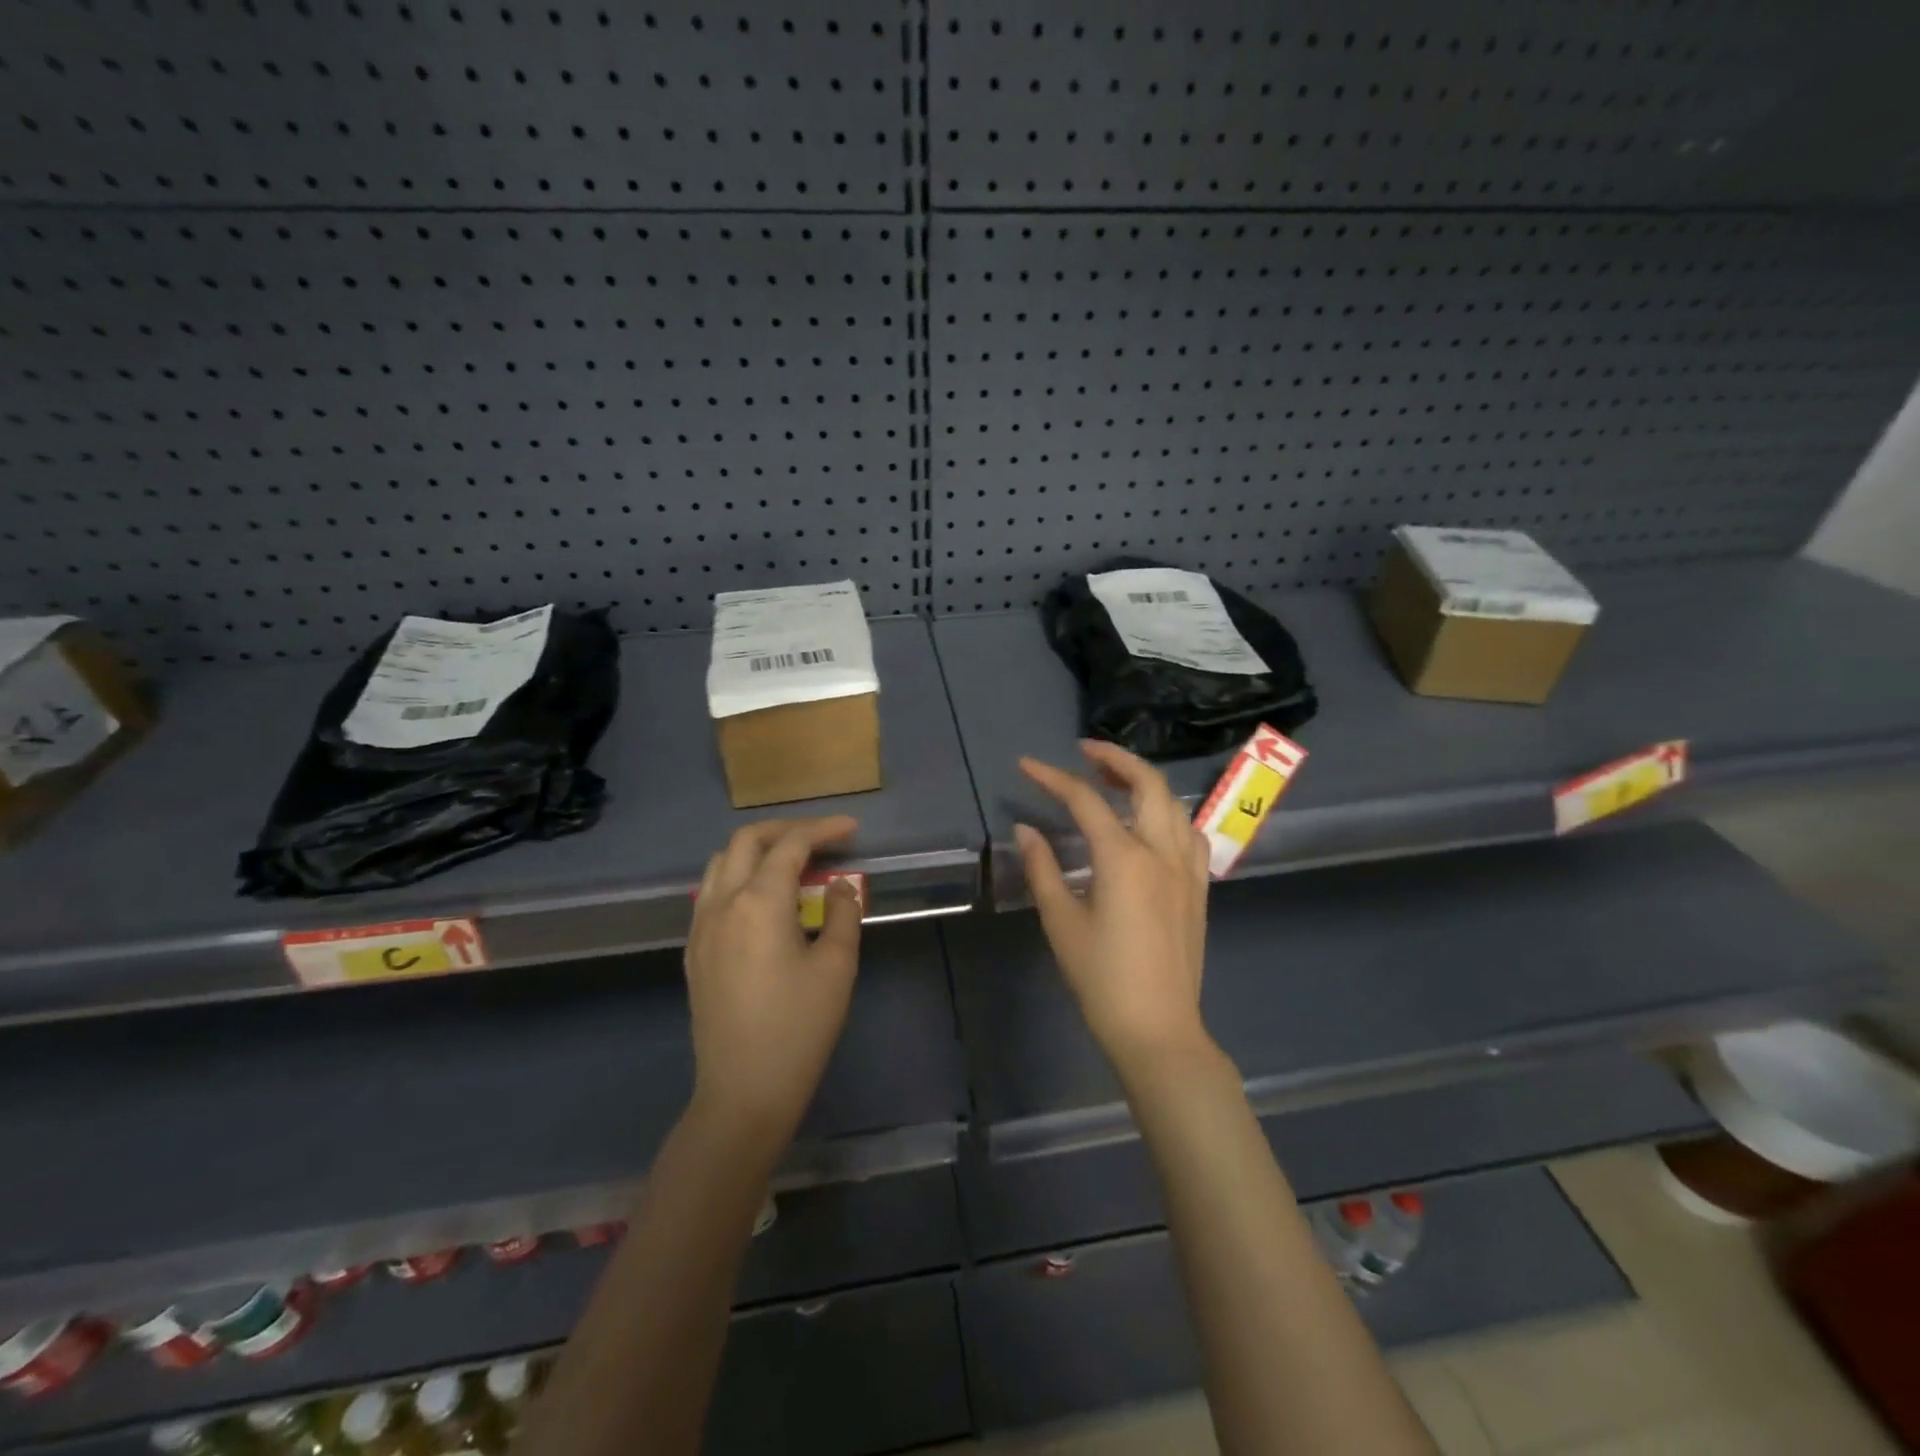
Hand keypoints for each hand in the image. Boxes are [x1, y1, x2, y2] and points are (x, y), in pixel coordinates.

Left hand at [685, 817, 862, 1156]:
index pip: (791, 846)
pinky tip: (763, 900)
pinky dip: (738, 877)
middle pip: (747, 841)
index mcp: (758, 903)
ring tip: (792, 863)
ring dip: (757, 850)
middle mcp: (722, 904)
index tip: (851, 829)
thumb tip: (840, 886)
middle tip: (821, 838)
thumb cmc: (799, 1028)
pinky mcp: (694, 952)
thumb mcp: (837, 967)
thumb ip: (843, 913)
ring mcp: (701, 928)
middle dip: (785, 830)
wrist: (743, 1092)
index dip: (823, 830)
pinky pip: (711, 893)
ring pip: (722, 863)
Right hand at [1014, 741, 1213, 1073]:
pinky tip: (1149, 825)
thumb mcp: (1062, 922)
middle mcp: (1162, 851)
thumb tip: (1025, 830)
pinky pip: (1189, 832)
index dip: (1052, 777)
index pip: (1084, 800)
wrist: (1158, 1029)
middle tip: (1083, 752)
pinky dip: (1167, 813)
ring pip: (1173, 803)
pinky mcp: (1199, 887)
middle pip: (1146, 783)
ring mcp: (1188, 868)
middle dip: (1114, 758)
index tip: (1026, 765)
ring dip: (1143, 782)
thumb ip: (1042, 868)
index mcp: (1124, 858)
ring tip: (1113, 781)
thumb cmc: (1102, 979)